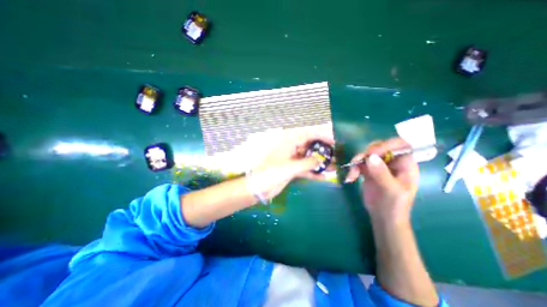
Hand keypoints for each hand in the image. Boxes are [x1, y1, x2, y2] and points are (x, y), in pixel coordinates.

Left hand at [247, 128, 333, 199]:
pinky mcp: (292, 169)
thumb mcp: (291, 167)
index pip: (309, 134)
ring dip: (320, 163)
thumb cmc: (272, 173)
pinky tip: (323, 177)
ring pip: (309, 158)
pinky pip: (305, 168)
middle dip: (324, 150)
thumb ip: (308, 163)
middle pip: (311, 146)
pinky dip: (313, 172)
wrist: (259, 187)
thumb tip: (321, 159)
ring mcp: (292, 159)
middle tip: (338, 155)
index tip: (336, 140)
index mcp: (289, 142)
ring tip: (335, 167)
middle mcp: (292, 148)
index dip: (323, 136)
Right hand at [345, 137, 419, 224]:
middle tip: (358, 162)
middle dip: (366, 153)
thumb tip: (370, 157)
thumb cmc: (394, 205)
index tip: (371, 153)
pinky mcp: (368, 170)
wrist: (383, 217)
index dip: (386, 145)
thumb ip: (382, 173)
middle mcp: (392, 162)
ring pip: (366, 155)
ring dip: (357, 162)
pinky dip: (353, 169)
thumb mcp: (391, 190)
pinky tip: (350, 178)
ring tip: (352, 174)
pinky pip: (359, 163)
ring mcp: (379, 165)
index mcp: (405, 164)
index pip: (400, 145)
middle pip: (379, 147)